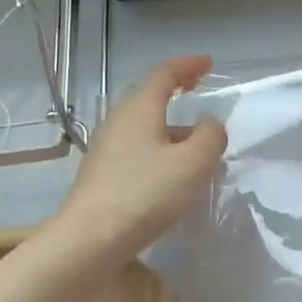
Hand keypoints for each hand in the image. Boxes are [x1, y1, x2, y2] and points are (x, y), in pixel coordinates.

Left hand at [54, 54, 226, 260]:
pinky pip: (135, 148)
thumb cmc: (145, 193)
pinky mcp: (101, 174)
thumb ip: (210, 137)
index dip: (188, 66)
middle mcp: (118, 121)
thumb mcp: (193, 163)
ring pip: (142, 125)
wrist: (90, 238)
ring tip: (193, 141)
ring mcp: (105, 148)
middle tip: (197, 90)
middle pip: (148, 96)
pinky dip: (157, 147)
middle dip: (175, 90)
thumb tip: (209, 124)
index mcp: (140, 109)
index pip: (164, 74)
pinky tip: (170, 171)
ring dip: (169, 125)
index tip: (208, 64)